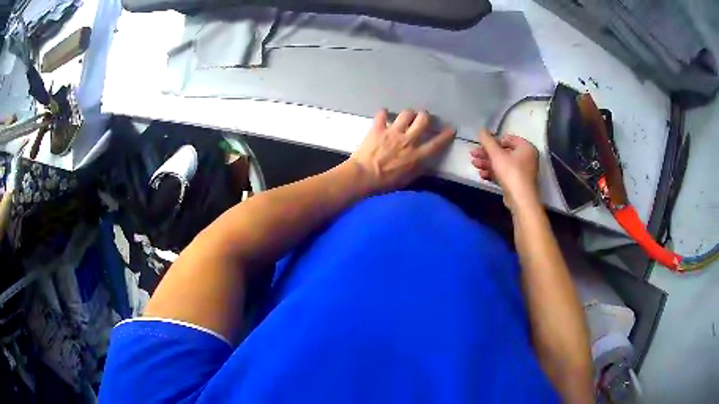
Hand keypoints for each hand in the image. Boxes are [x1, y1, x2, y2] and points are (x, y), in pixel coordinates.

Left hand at [350, 109, 454, 193]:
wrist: (362, 177)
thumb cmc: (385, 183)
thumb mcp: (407, 180)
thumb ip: (418, 169)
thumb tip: (427, 163)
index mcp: (416, 155)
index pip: (436, 143)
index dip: (446, 135)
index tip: (451, 129)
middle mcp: (408, 140)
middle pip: (423, 120)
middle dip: (426, 117)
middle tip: (424, 119)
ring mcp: (392, 132)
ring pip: (406, 113)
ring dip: (408, 114)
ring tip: (406, 117)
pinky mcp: (378, 128)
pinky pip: (382, 114)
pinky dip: (383, 113)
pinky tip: (384, 115)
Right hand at [470, 129, 539, 210]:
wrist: (521, 200)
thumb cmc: (511, 173)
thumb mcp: (496, 154)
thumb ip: (487, 141)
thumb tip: (481, 129)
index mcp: (526, 147)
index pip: (507, 138)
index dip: (493, 141)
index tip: (480, 145)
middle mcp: (526, 157)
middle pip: (503, 152)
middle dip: (487, 154)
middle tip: (473, 155)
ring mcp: (522, 171)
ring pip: (502, 163)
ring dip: (487, 163)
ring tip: (474, 165)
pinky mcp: (517, 182)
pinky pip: (504, 173)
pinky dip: (493, 172)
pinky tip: (482, 174)